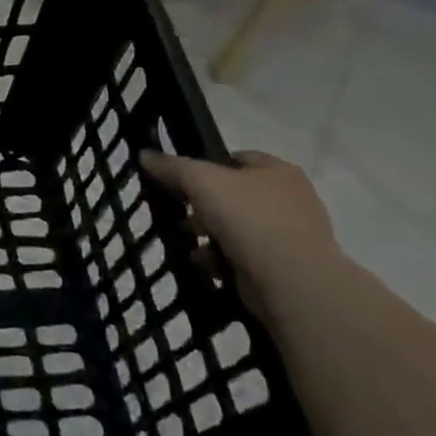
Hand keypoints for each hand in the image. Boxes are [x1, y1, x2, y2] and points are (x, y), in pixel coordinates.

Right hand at [141, 150, 340, 317]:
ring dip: (208, 234)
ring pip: (236, 227)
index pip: (236, 158)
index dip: (206, 165)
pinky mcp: (285, 267)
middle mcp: (290, 199)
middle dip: (202, 205)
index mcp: (278, 171)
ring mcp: (291, 235)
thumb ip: (171, 166)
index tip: (180, 180)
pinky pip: (243, 255)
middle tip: (179, 213)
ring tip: (187, 242)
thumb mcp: (200, 180)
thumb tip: (144, 155)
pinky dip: (222, 259)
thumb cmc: (248, 217)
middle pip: (233, 195)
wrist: (291, 280)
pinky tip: (205, 264)